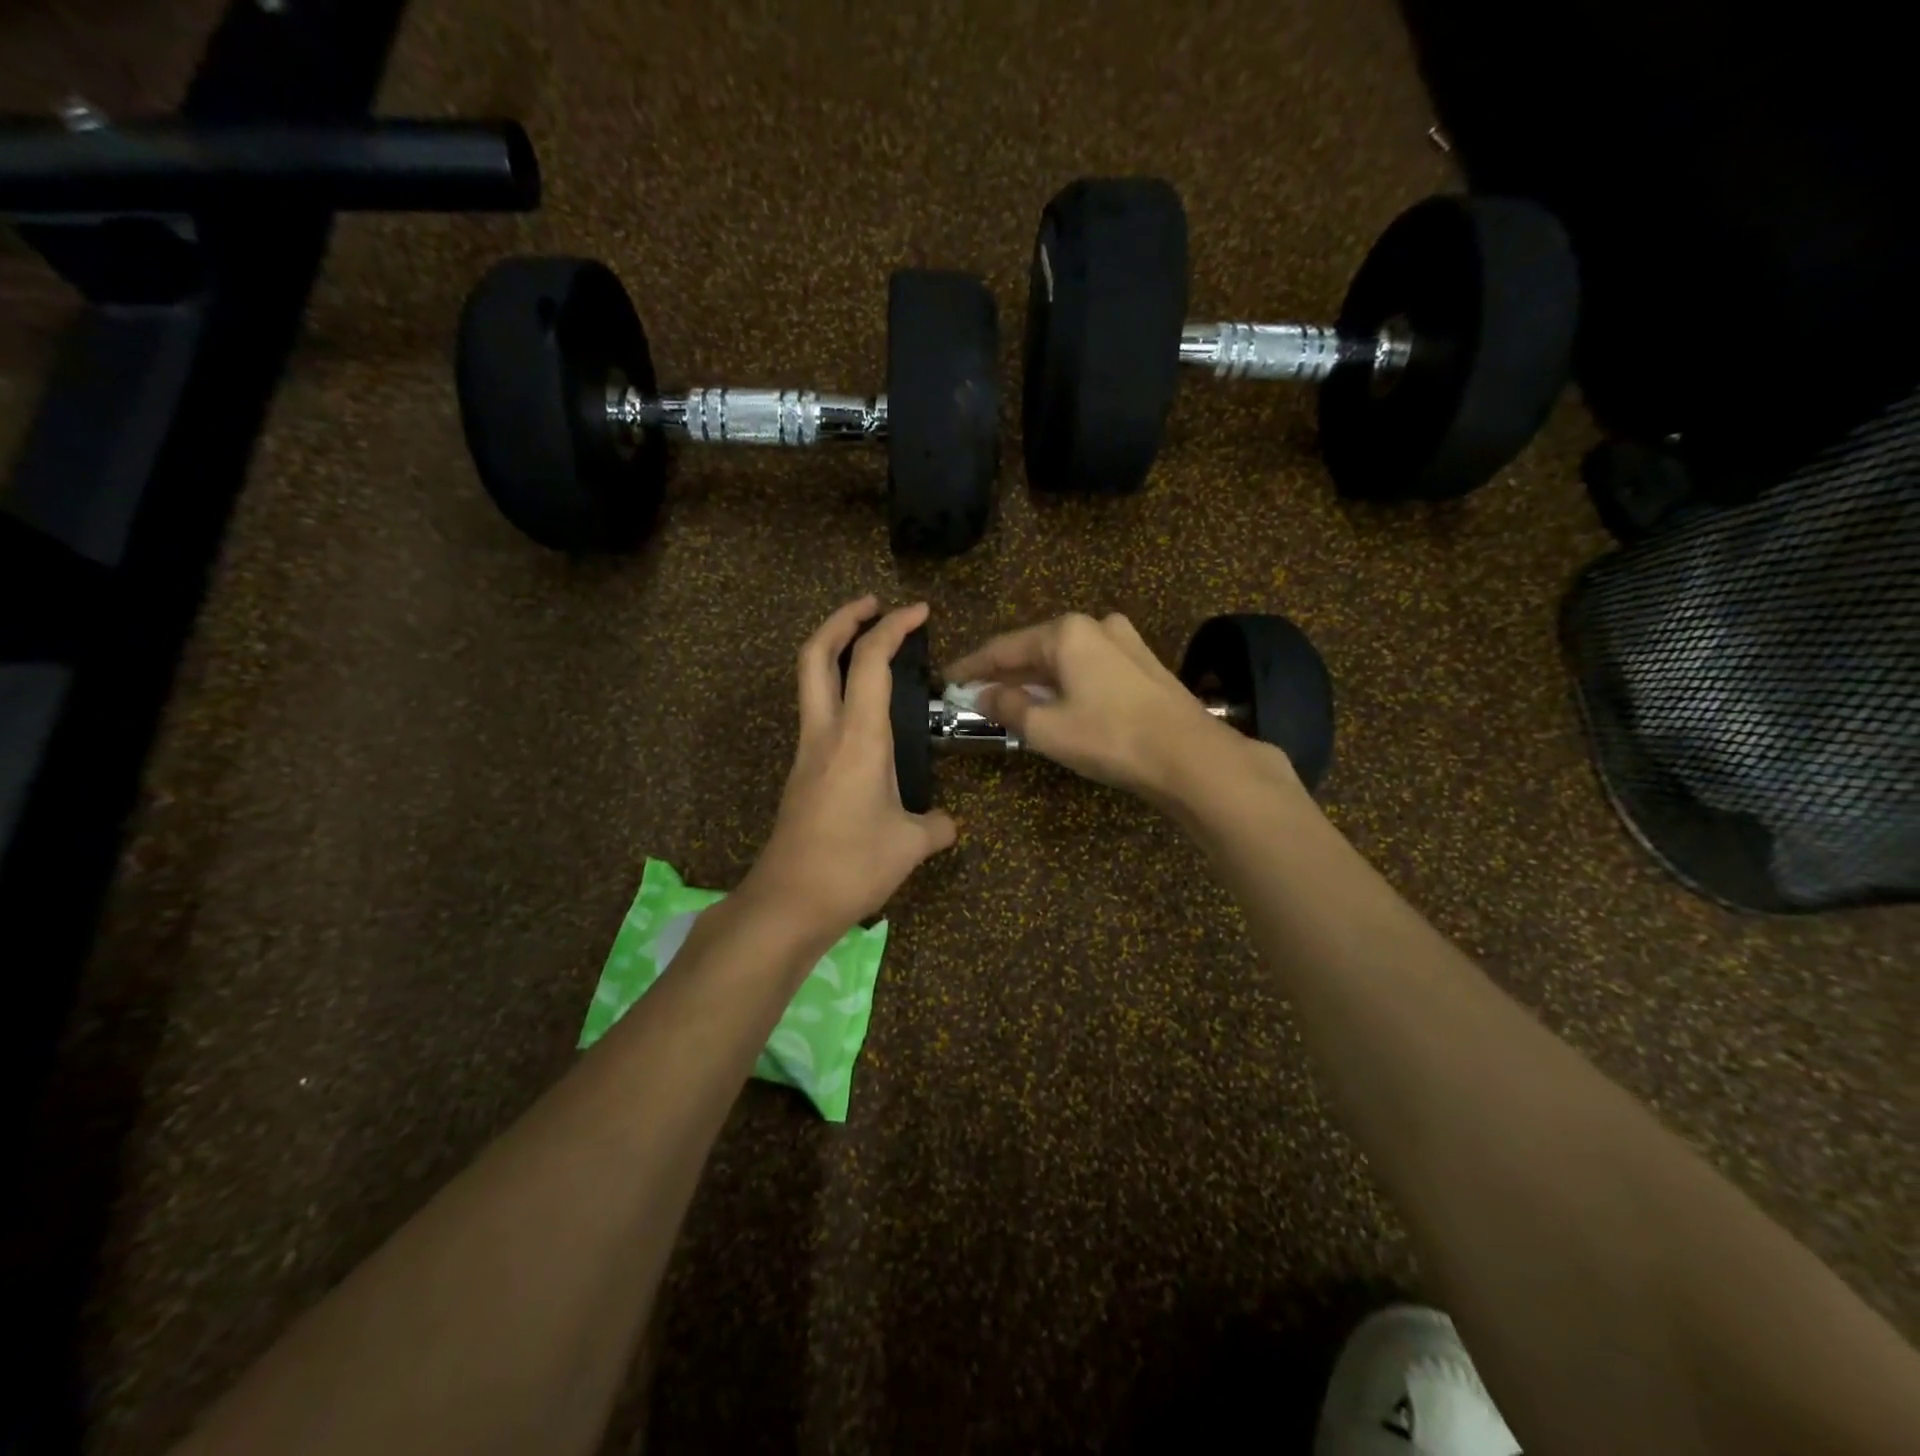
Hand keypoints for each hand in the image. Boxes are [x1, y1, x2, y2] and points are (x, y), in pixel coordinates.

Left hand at [744, 597, 957, 942]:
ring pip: (810, 680)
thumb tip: (948, 824)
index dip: (894, 626)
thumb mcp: (910, 846)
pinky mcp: (801, 772)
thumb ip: (936, 827)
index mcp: (859, 738)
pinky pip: (817, 712)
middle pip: (816, 653)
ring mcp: (807, 751)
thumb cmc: (852, 866)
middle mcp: (826, 732)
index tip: (919, 611)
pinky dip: (837, 690)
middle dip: (842, 618)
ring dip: (834, 651)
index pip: (872, 662)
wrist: (788, 901)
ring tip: (870, 648)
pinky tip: (865, 714)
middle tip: (873, 605)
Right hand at [944, 612, 1262, 803]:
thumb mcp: (1046, 728)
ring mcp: (1124, 642)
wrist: (1190, 756)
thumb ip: (1007, 707)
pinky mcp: (1143, 665)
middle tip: (975, 695)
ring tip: (1012, 702)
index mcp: (1066, 632)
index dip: (972, 666)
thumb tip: (982, 695)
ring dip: (1035, 680)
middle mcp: (1095, 627)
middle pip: (1035, 649)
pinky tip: (1056, 703)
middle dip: (1005, 673)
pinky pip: (1089, 669)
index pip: (1004, 647)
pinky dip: (1065, 684)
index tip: (947, 680)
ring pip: (1064, 659)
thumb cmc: (1110, 738)